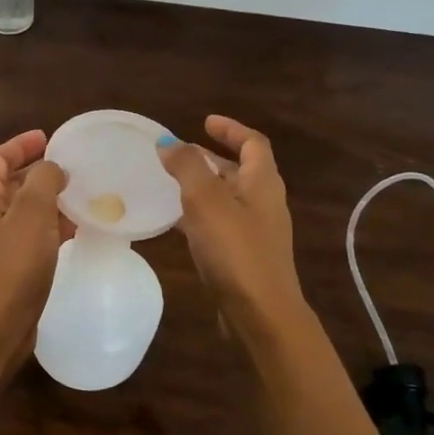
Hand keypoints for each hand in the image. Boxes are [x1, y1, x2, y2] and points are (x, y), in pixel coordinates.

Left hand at [0, 130, 69, 351]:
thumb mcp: (32, 213)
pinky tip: (75, 231)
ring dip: (48, 201)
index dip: (20, 145)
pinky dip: (50, 228)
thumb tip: (51, 168)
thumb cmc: (12, 266)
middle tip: (71, 166)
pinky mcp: (9, 270)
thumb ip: (43, 181)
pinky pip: (31, 238)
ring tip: (80, 195)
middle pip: (9, 184)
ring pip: (23, 212)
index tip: (48, 137)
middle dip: (37, 172)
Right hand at [157, 115, 306, 336]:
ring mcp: (257, 232)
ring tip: (170, 185)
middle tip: (179, 155)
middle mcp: (264, 203)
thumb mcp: (206, 200)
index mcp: (263, 183)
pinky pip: (221, 224)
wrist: (261, 313)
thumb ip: (187, 167)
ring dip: (203, 187)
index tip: (205, 121)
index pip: (253, 143)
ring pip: (228, 199)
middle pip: (240, 171)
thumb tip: (168, 142)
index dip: (230, 129)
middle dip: (211, 159)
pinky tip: (177, 224)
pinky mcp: (245, 257)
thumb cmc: (235, 250)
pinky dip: (200, 216)